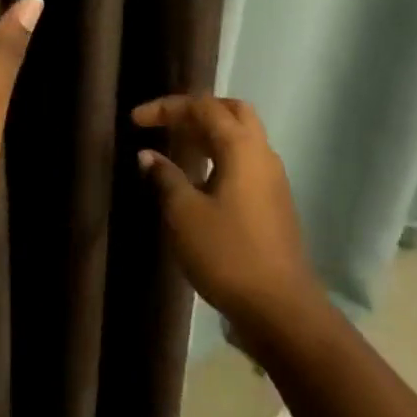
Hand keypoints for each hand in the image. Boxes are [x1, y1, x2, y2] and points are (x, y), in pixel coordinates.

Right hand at [133, 95, 325, 333]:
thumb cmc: (228, 254)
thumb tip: (148, 155)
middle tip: (166, 124)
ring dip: (208, 135)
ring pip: (241, 137)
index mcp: (241, 147)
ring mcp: (272, 179)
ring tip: (176, 148)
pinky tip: (198, 180)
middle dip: (196, 112)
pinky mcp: (274, 203)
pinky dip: (219, 157)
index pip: (203, 107)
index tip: (135, 121)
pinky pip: (244, 162)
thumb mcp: (184, 214)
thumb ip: (165, 177)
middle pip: (231, 112)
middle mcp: (262, 154)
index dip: (167, 108)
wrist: (281, 309)